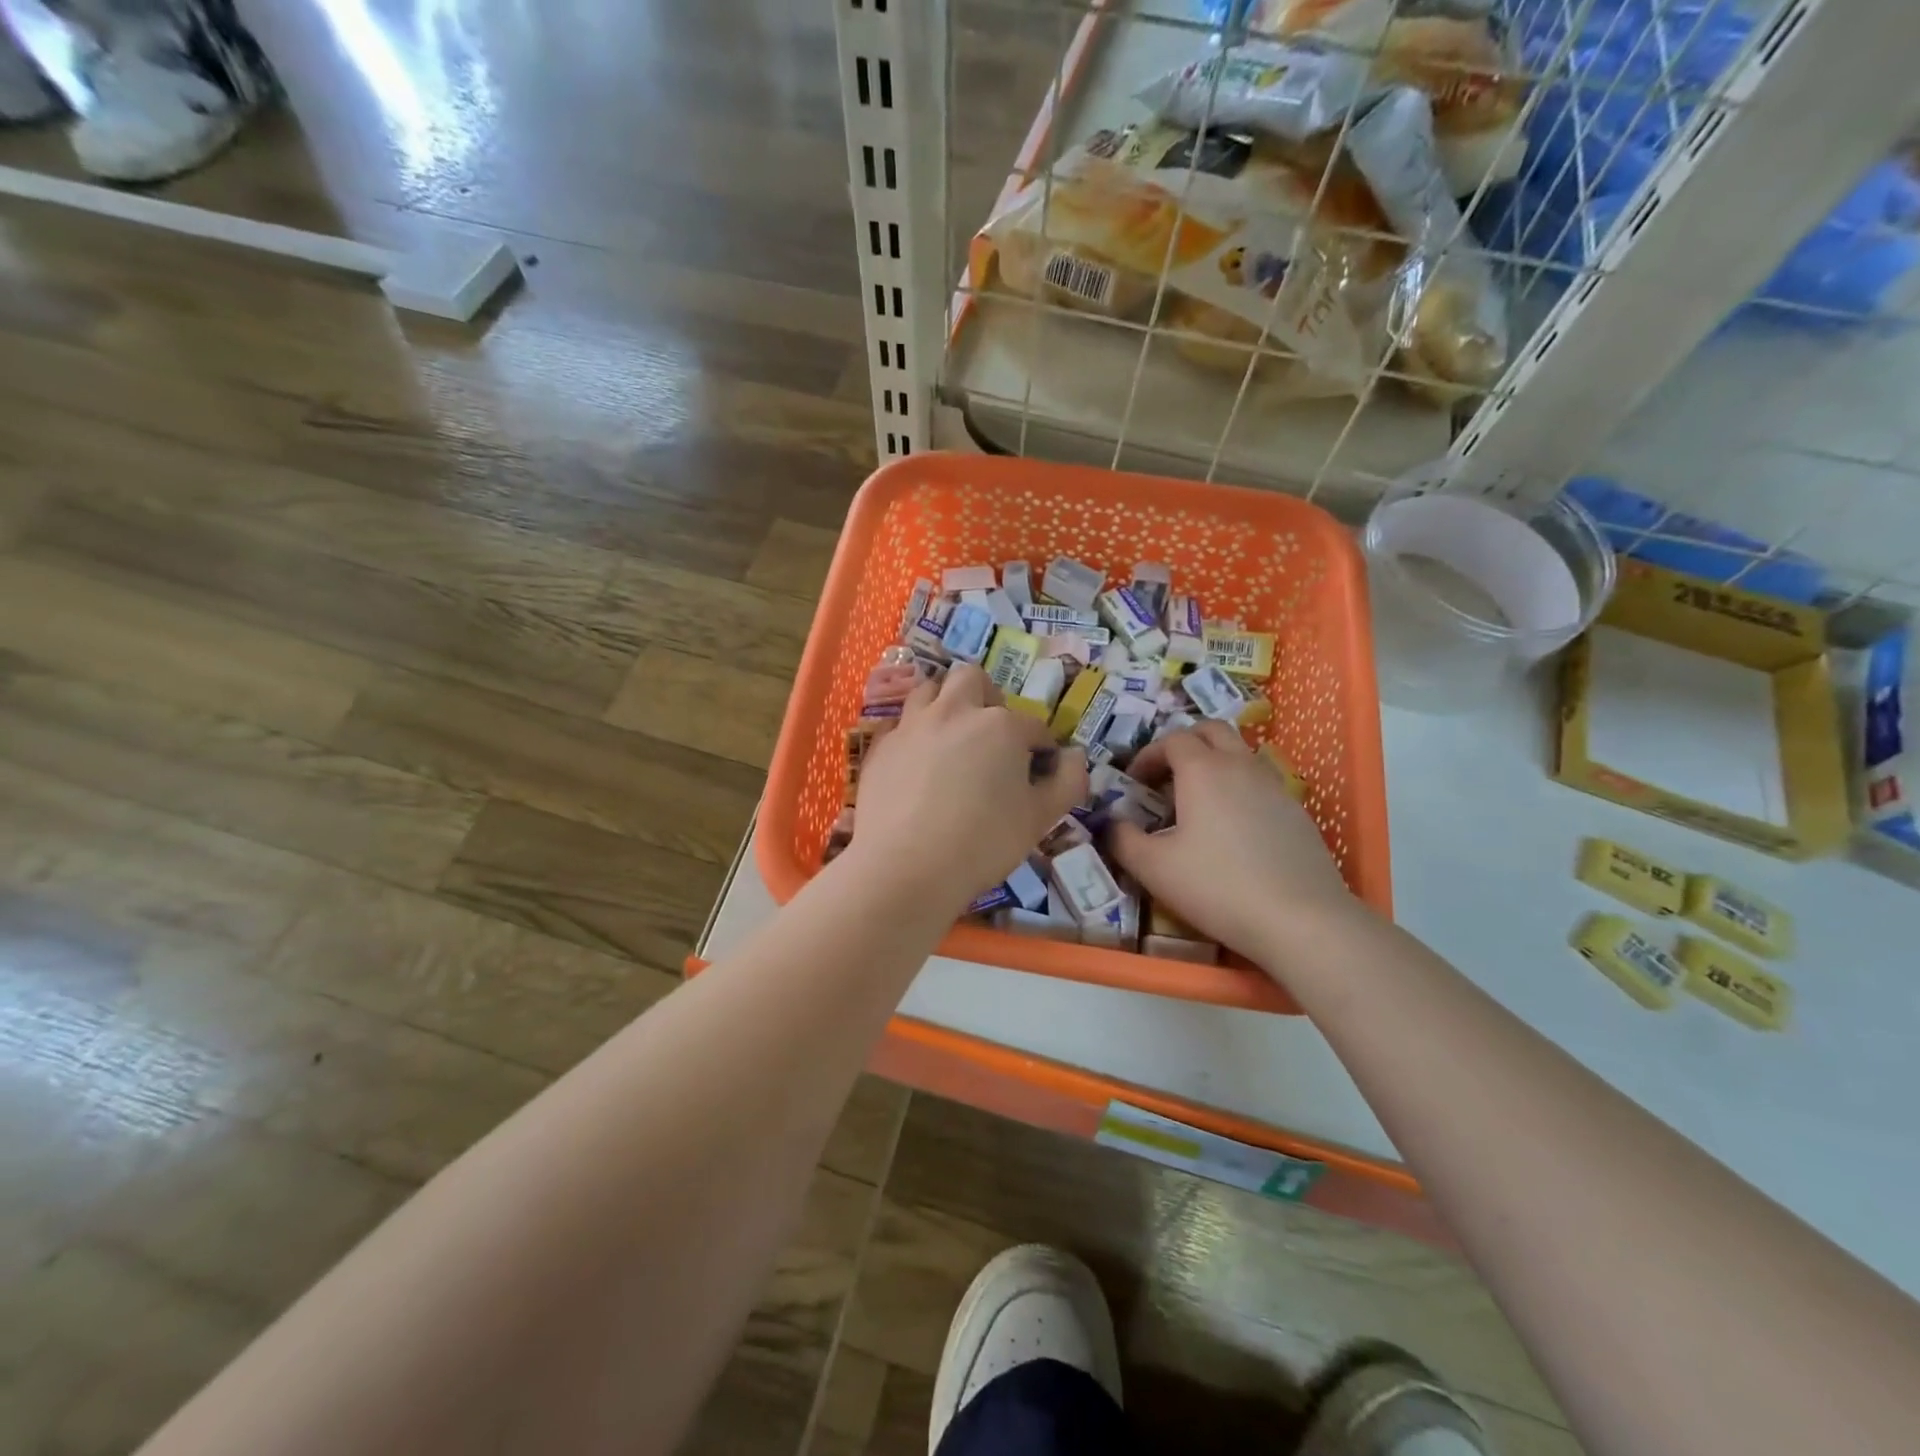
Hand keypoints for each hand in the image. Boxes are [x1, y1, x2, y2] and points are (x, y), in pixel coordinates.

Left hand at [843, 665, 1087, 915]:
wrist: (904, 867)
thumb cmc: (983, 843)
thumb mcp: (1040, 819)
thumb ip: (1068, 782)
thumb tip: (1074, 756)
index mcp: (1001, 726)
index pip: (1033, 726)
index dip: (1041, 747)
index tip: (1040, 770)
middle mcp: (955, 712)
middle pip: (973, 679)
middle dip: (988, 698)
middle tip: (992, 735)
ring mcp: (912, 725)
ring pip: (929, 689)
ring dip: (945, 703)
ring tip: (951, 736)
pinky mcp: (881, 747)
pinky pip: (900, 724)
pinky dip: (914, 733)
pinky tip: (916, 761)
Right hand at [1107, 721, 1355, 963]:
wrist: (1300, 919)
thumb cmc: (1217, 886)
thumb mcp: (1153, 868)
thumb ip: (1122, 839)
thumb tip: (1111, 823)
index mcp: (1203, 770)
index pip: (1172, 739)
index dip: (1148, 755)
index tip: (1134, 782)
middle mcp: (1241, 765)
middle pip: (1212, 730)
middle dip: (1184, 743)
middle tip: (1166, 775)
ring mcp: (1275, 786)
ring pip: (1240, 753)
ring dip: (1214, 763)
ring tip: (1198, 801)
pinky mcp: (1296, 812)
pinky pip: (1261, 782)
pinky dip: (1239, 788)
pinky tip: (1232, 828)